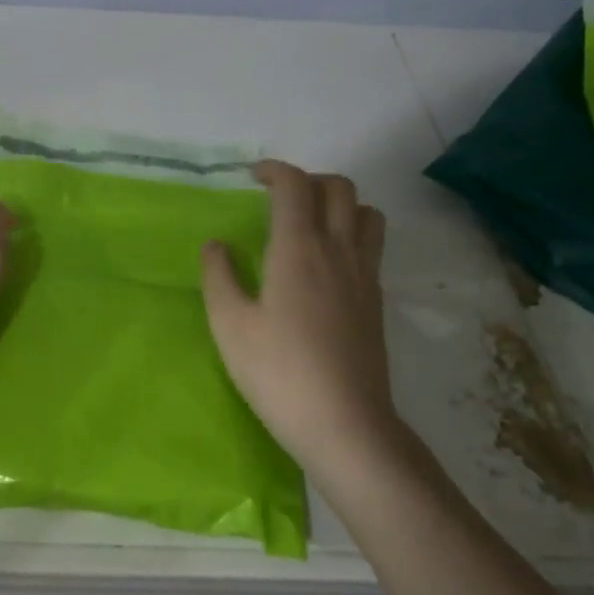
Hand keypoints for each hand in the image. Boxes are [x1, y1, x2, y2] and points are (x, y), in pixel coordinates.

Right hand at [201, 161, 398, 471]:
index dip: (275, 170)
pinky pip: (371, 245)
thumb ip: (219, 276)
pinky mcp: (376, 301)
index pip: (296, 185)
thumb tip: (217, 245)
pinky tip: (326, 265)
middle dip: (309, 179)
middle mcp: (339, 250)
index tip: (254, 176)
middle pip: (340, 188)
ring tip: (310, 223)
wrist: (345, 424)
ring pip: (366, 213)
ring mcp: (365, 275)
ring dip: (339, 203)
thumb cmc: (278, 372)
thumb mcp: (230, 325)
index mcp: (300, 248)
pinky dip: (351, 233)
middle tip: (279, 198)